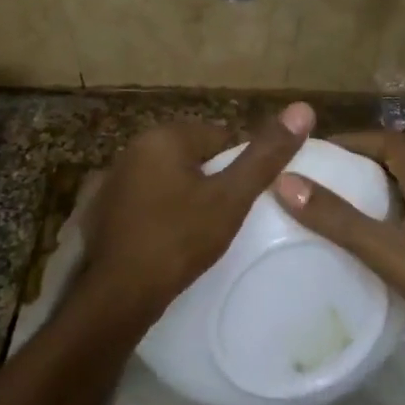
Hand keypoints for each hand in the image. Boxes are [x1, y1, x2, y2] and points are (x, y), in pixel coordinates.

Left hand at [83, 102, 316, 316]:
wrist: (118, 295)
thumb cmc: (179, 240)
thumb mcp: (231, 199)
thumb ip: (265, 156)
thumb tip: (303, 109)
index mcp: (163, 137)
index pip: (220, 137)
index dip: (239, 167)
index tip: (244, 199)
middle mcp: (132, 149)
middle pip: (193, 156)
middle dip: (212, 181)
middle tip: (225, 218)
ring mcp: (111, 180)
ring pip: (168, 179)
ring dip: (185, 197)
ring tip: (201, 232)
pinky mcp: (101, 209)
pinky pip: (146, 201)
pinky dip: (160, 213)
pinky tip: (169, 240)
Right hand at [274, 129, 404, 367]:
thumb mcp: (389, 249)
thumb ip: (339, 219)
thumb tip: (286, 182)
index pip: (384, 140)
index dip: (348, 140)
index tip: (312, 152)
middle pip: (393, 163)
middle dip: (354, 167)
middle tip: (314, 181)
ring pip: (402, 191)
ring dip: (369, 193)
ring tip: (329, 208)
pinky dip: (384, 218)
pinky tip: (364, 241)